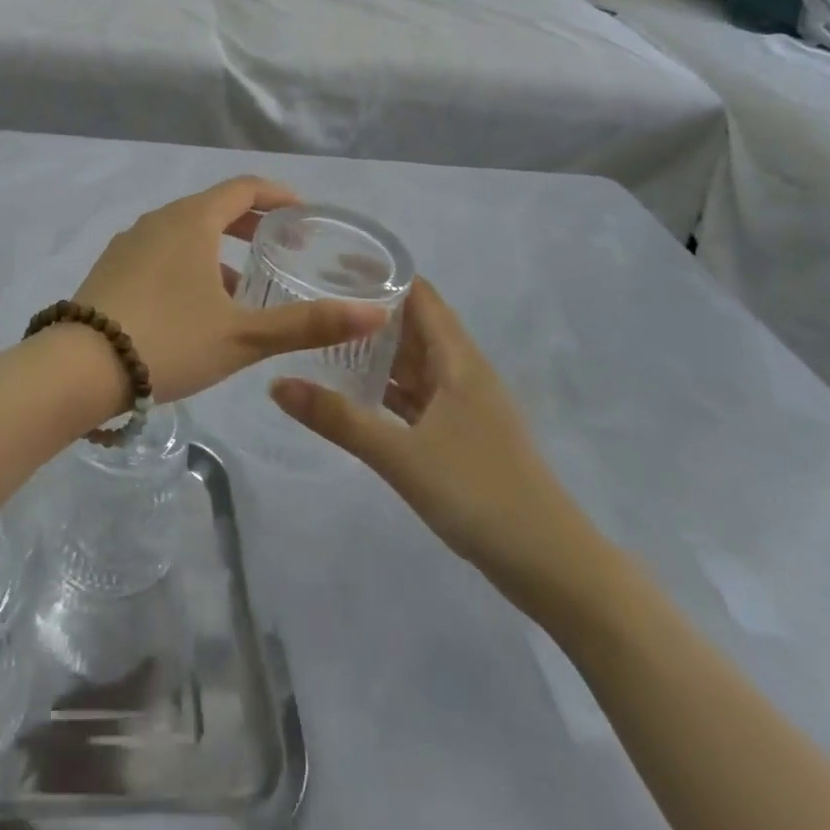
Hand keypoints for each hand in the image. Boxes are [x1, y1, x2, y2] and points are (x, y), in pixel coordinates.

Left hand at [70, 177, 389, 405]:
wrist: (80, 365)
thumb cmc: (169, 340)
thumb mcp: (243, 337)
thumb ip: (307, 324)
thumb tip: (375, 314)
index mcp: (191, 221)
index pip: (242, 188)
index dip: (277, 195)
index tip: (302, 213)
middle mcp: (158, 220)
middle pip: (212, 207)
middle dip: (249, 223)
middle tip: (280, 245)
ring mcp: (129, 241)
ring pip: (184, 231)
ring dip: (217, 246)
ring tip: (241, 284)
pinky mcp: (111, 266)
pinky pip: (160, 250)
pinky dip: (187, 261)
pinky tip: (193, 303)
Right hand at [270, 278, 604, 610]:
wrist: (553, 567)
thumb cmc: (480, 494)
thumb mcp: (400, 455)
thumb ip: (337, 419)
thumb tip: (275, 384)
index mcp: (458, 361)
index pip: (420, 295)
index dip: (382, 273)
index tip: (333, 262)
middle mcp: (464, 373)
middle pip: (415, 325)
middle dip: (371, 310)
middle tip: (316, 297)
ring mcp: (465, 406)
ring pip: (415, 363)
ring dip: (378, 350)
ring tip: (325, 336)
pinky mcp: (462, 436)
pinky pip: (418, 396)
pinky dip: (388, 387)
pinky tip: (355, 390)